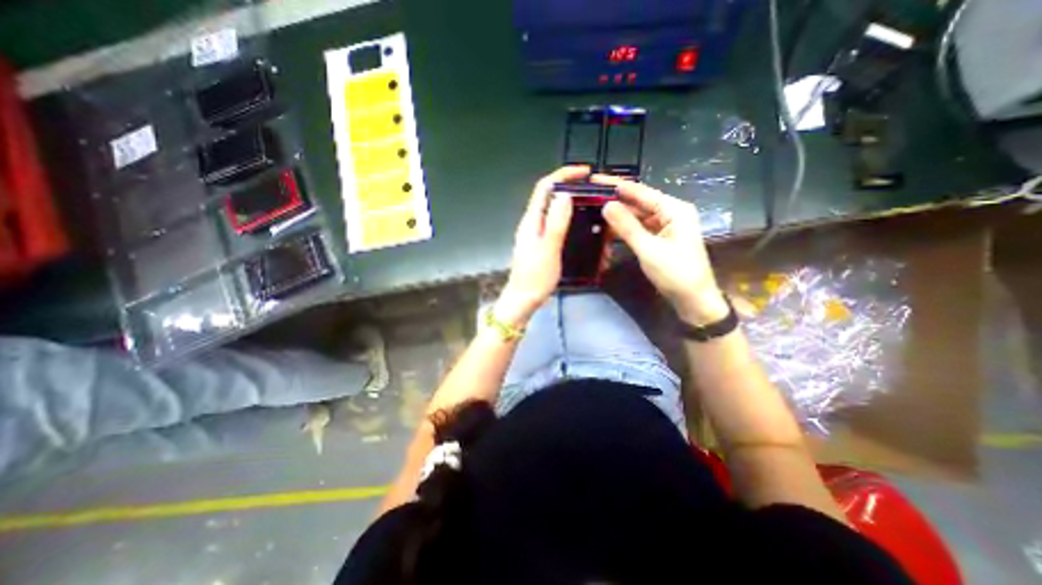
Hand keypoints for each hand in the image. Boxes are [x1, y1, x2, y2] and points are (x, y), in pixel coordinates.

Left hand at [498, 166, 588, 325]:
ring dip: (572, 205)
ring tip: (592, 209)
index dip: (563, 175)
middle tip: (594, 192)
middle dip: (571, 188)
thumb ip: (556, 223)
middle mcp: (533, 223)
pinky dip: (570, 221)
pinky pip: (557, 226)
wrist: (523, 300)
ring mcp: (537, 234)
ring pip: (555, 211)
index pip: (545, 187)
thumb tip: (564, 194)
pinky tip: (583, 228)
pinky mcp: (543, 244)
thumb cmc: (535, 277)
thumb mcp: (548, 250)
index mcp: (531, 221)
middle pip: (550, 196)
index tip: (585, 172)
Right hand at [590, 174, 725, 323]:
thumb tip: (606, 205)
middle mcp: (671, 213)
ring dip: (618, 219)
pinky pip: (639, 230)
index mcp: (674, 209)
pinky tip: (607, 230)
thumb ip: (627, 226)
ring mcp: (665, 227)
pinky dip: (625, 231)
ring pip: (637, 217)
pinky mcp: (660, 240)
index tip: (594, 180)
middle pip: (638, 203)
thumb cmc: (676, 274)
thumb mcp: (649, 249)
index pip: (641, 192)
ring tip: (593, 213)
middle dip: (615, 202)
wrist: (694, 301)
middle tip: (588, 199)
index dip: (617, 186)